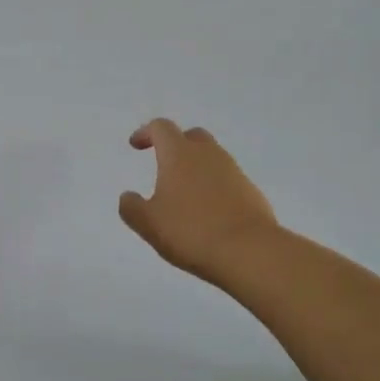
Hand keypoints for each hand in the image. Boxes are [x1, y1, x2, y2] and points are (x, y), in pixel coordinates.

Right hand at [119, 118, 278, 283]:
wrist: (250, 252)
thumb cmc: (191, 231)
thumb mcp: (148, 223)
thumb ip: (131, 207)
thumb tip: (127, 196)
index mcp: (179, 154)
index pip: (161, 128)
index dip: (146, 133)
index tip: (136, 146)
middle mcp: (208, 155)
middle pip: (191, 136)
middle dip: (176, 145)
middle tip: (164, 164)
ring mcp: (234, 172)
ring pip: (212, 158)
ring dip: (197, 168)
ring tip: (185, 194)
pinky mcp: (252, 192)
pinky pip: (228, 180)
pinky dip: (214, 187)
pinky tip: (208, 212)